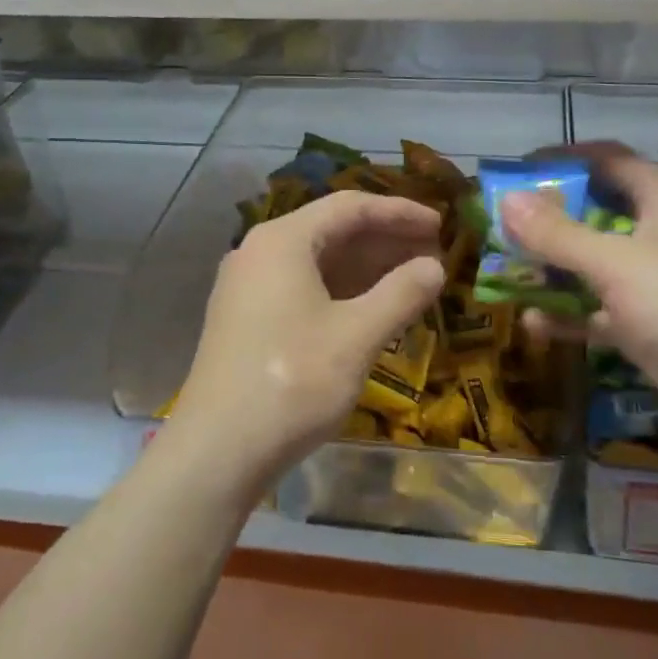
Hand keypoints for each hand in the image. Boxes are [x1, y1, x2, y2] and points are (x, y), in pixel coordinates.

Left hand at [169, 190, 445, 493]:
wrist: (217, 451)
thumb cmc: (292, 382)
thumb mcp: (357, 336)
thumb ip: (401, 294)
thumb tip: (434, 267)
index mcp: (283, 241)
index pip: (350, 208)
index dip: (399, 212)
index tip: (440, 225)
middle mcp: (260, 252)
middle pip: (332, 231)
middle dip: (385, 240)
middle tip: (433, 253)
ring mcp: (248, 287)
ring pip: (318, 262)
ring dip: (366, 267)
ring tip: (412, 278)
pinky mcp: (247, 319)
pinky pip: (303, 287)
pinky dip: (342, 291)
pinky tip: (372, 308)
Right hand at [504, 144, 657, 453]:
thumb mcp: (615, 264)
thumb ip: (558, 234)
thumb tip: (506, 200)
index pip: (607, 159)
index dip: (564, 158)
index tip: (518, 170)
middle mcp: (656, 233)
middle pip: (594, 211)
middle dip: (547, 218)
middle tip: (501, 225)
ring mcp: (651, 281)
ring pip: (591, 263)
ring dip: (552, 268)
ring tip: (506, 271)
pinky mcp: (646, 324)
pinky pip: (596, 310)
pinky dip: (567, 314)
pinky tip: (533, 324)